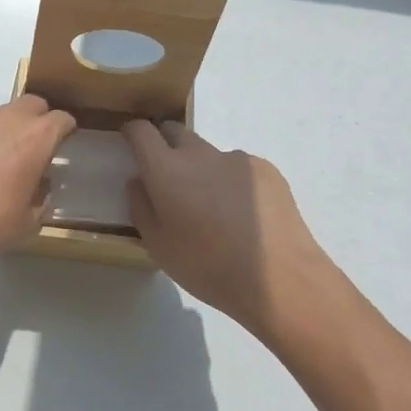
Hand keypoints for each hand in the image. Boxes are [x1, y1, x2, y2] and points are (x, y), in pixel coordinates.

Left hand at [0, 96, 76, 281]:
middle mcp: (5, 117)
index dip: (64, 132)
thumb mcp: (26, 223)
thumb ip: (41, 197)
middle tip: (25, 151)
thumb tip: (39, 183)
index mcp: (34, 138)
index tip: (60, 147)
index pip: (62, 119)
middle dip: (34, 122)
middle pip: (31, 105)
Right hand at [123, 120, 351, 339]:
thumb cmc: (208, 267)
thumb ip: (141, 208)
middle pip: (175, 132)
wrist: (280, 279)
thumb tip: (139, 182)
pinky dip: (232, 182)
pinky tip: (244, 215)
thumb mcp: (158, 247)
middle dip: (165, 145)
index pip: (142, 131)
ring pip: (208, 153)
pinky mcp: (266, 169)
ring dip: (202, 169)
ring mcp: (237, 158)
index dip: (132, 132)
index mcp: (167, 170)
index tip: (129, 141)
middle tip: (167, 178)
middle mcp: (200, 154)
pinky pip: (238, 168)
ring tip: (214, 209)